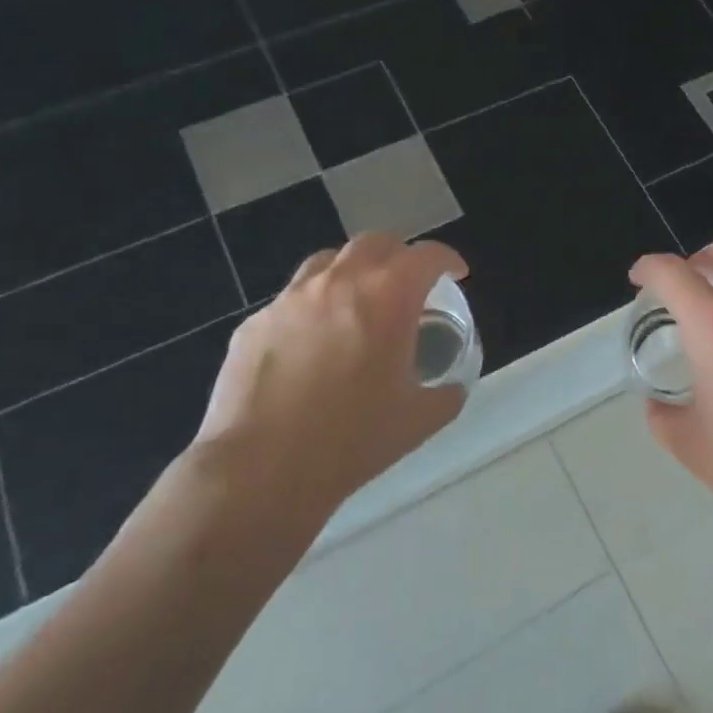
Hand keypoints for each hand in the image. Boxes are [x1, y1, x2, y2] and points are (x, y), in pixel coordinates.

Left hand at [188, 234, 469, 550]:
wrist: (260, 469)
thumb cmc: (352, 440)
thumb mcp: (419, 420)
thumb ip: (446, 394)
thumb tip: (451, 388)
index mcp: (388, 297)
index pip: (427, 256)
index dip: (448, 260)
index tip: (456, 275)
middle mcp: (339, 282)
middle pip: (377, 243)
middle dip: (400, 256)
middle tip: (409, 284)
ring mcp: (291, 298)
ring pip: (329, 261)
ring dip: (353, 272)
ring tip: (359, 302)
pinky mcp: (255, 322)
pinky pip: (292, 299)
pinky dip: (314, 307)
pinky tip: (313, 344)